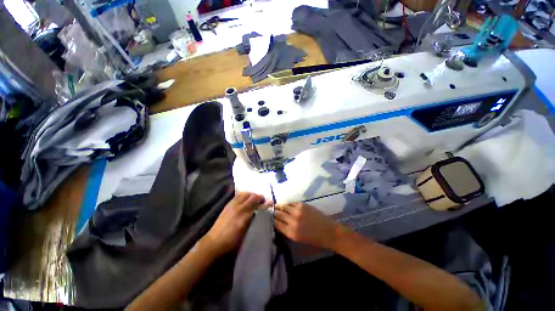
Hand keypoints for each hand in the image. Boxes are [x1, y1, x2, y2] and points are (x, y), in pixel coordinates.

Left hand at [202, 191, 270, 256]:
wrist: (214, 242)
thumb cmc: (232, 241)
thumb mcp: (246, 234)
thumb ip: (255, 222)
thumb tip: (263, 215)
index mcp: (244, 216)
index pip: (258, 206)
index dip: (266, 204)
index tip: (271, 202)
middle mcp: (239, 208)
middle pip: (252, 197)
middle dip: (259, 197)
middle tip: (263, 200)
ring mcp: (232, 205)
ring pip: (245, 194)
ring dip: (252, 194)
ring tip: (255, 198)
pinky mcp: (228, 205)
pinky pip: (238, 196)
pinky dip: (244, 195)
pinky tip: (246, 198)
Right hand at [274, 202, 348, 249]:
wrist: (329, 232)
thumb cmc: (315, 240)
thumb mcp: (299, 240)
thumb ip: (288, 231)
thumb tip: (279, 224)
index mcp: (291, 233)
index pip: (276, 224)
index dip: (271, 220)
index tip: (268, 217)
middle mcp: (292, 221)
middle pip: (278, 214)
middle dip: (273, 212)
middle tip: (269, 210)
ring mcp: (297, 212)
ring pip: (283, 207)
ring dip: (278, 206)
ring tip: (275, 206)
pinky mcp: (302, 205)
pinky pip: (291, 203)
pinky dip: (287, 204)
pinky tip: (286, 204)